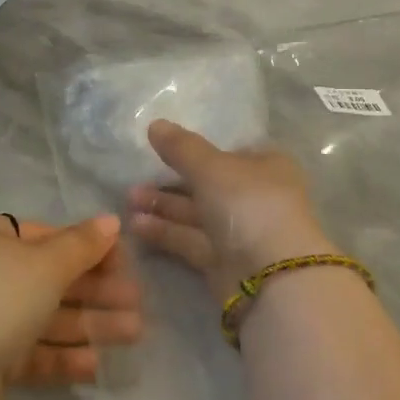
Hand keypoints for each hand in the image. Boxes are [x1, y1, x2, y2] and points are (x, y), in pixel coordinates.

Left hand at [0, 214, 142, 399]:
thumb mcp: (45, 265)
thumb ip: (82, 245)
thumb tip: (111, 221)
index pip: (44, 236)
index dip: (87, 249)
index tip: (124, 263)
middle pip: (49, 279)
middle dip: (96, 292)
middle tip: (137, 302)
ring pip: (45, 317)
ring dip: (89, 324)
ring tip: (134, 334)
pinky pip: (30, 352)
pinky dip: (62, 355)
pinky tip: (97, 365)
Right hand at [128, 120, 331, 299]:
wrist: (271, 276)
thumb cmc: (249, 205)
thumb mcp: (213, 167)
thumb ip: (182, 147)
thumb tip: (155, 124)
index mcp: (266, 166)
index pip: (231, 153)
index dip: (200, 151)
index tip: (164, 150)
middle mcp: (255, 196)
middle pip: (209, 184)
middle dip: (172, 182)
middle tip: (134, 181)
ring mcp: (241, 231)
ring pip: (197, 214)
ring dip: (164, 206)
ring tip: (128, 200)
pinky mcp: (224, 262)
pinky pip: (191, 240)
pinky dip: (166, 232)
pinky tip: (135, 225)